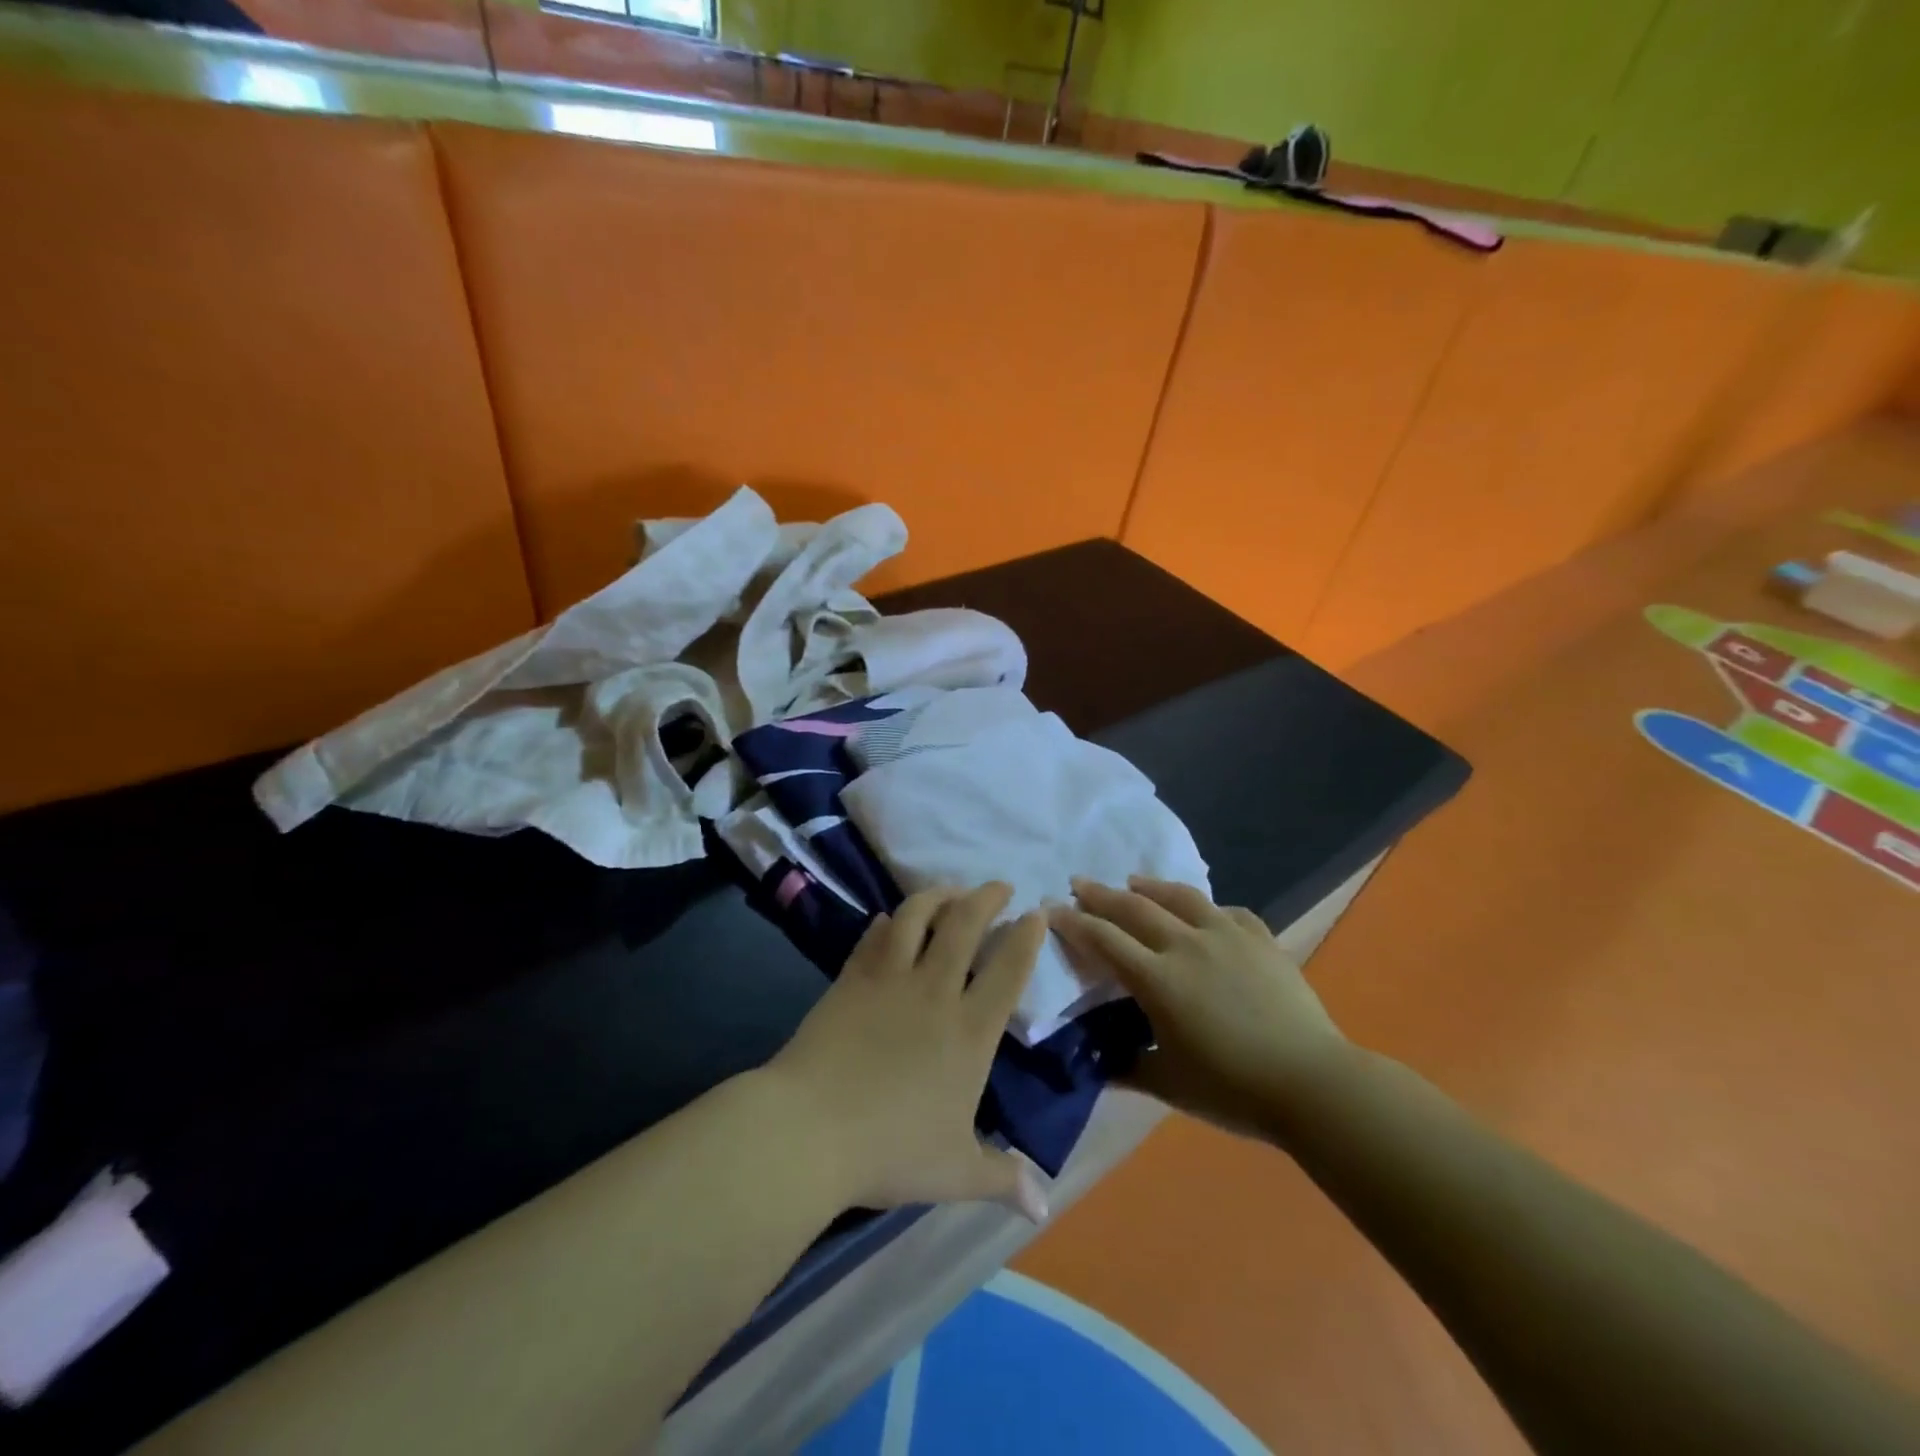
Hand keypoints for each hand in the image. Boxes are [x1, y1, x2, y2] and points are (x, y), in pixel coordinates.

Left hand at [766, 883, 1050, 1221]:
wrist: (811, 1129)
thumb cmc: (891, 1150)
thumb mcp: (955, 1171)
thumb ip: (1001, 1178)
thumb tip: (1042, 1204)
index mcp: (970, 1031)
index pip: (1008, 969)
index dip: (1027, 935)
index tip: (1037, 913)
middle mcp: (935, 991)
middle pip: (965, 924)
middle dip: (987, 897)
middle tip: (999, 886)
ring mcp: (890, 978)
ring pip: (918, 915)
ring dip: (938, 895)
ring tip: (949, 890)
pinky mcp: (852, 977)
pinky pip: (875, 935)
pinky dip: (889, 921)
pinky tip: (892, 918)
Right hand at [1050, 877, 1347, 1141]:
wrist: (1312, 1083)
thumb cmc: (1233, 1089)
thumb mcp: (1169, 1083)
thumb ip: (1128, 1067)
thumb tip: (1098, 1063)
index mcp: (1158, 979)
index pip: (1104, 940)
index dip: (1074, 923)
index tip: (1052, 910)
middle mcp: (1186, 946)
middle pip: (1134, 908)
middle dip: (1101, 894)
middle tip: (1079, 883)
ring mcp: (1227, 936)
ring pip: (1180, 898)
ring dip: (1150, 887)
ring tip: (1134, 881)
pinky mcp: (1261, 939)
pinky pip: (1228, 913)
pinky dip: (1208, 909)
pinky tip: (1205, 913)